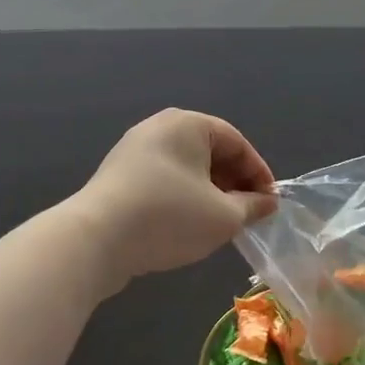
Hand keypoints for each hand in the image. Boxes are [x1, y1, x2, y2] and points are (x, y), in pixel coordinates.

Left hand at [72, 110, 277, 285]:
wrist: (94, 240)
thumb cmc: (169, 217)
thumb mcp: (223, 216)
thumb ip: (252, 206)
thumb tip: (268, 202)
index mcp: (189, 124)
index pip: (237, 143)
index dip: (259, 174)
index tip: (270, 203)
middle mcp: (160, 127)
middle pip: (211, 152)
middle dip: (233, 183)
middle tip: (247, 214)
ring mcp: (134, 150)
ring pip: (186, 168)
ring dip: (209, 192)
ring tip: (220, 222)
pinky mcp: (118, 175)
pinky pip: (163, 179)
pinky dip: (183, 196)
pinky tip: (187, 225)